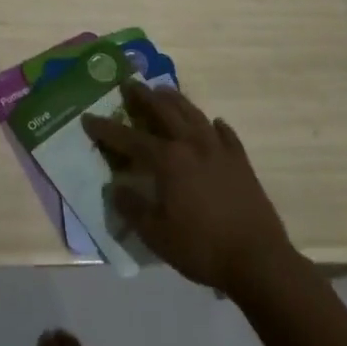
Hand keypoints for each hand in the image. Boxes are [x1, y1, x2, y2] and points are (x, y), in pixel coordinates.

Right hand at [83, 81, 300, 297]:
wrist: (259, 261)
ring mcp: (220, 150)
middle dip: (143, 97)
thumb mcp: (156, 235)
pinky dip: (215, 125)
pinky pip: (226, 134)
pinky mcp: (241, 162)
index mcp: (168, 160)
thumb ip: (132, 208)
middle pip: (164, 111)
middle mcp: (192, 145)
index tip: (88, 118)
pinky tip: (213, 123)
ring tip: (163, 90)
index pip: (129, 138)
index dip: (106, 129)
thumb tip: (116, 188)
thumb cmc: (201, 248)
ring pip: (194, 114)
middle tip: (129, 84)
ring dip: (175, 100)